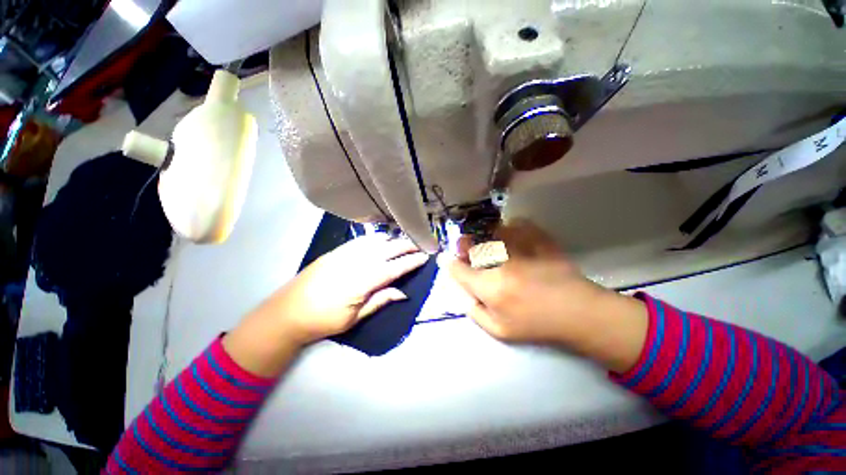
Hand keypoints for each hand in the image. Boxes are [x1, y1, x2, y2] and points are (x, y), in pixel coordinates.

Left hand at [224, 234, 427, 375]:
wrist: (287, 312)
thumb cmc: (324, 320)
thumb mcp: (355, 317)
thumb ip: (380, 300)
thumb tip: (403, 293)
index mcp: (363, 281)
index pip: (394, 268)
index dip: (411, 262)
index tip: (425, 257)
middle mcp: (356, 262)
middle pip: (388, 250)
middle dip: (406, 246)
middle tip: (420, 244)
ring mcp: (345, 254)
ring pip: (375, 241)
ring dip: (392, 240)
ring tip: (405, 240)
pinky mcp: (336, 251)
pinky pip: (361, 240)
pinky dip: (375, 238)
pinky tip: (381, 239)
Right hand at [446, 220, 647, 371]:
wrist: (578, 312)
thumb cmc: (538, 325)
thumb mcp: (500, 331)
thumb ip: (475, 313)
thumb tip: (464, 294)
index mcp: (491, 288)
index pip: (459, 270)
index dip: (449, 263)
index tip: (446, 258)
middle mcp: (502, 264)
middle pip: (472, 246)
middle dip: (463, 244)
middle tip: (464, 244)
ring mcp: (522, 249)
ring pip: (493, 232)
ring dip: (485, 235)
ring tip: (489, 241)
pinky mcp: (539, 241)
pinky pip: (518, 224)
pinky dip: (511, 227)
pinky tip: (511, 234)